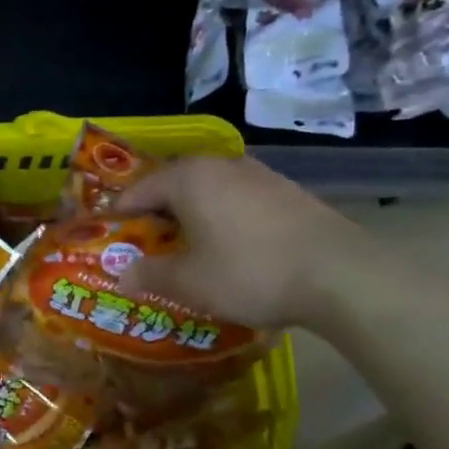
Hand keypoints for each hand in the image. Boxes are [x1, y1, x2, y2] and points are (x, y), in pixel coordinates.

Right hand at [112, 154, 370, 330]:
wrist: (342, 277)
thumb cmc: (249, 272)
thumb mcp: (188, 282)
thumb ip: (149, 275)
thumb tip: (122, 275)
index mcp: (188, 178)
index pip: (137, 191)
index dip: (118, 217)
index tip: (107, 241)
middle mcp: (221, 166)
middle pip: (172, 186)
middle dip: (154, 215)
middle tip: (143, 247)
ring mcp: (259, 176)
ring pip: (207, 192)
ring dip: (189, 217)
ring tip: (183, 249)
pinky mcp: (287, 193)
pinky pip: (237, 201)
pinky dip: (221, 219)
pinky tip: (226, 249)